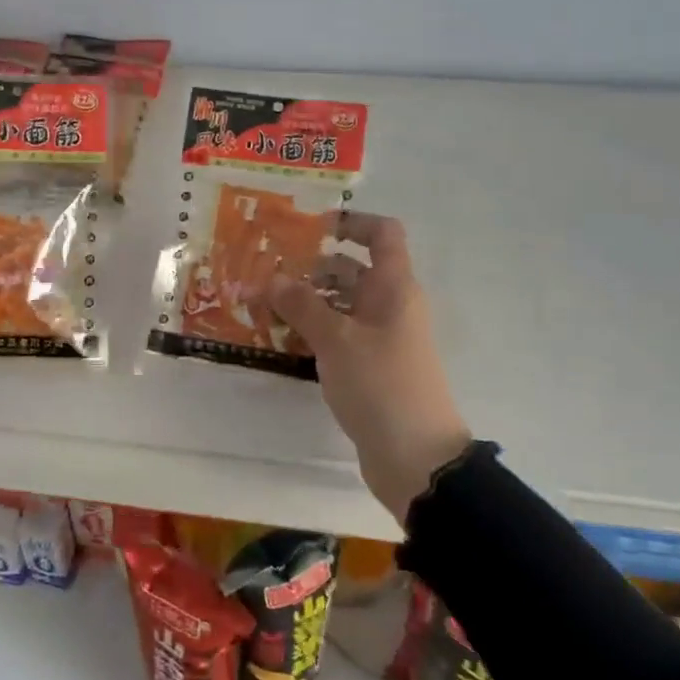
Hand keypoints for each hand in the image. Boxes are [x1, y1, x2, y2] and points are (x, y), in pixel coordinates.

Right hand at [270, 214, 471, 524]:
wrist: (417, 458)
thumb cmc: (381, 384)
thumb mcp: (336, 339)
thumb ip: (301, 304)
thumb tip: (271, 277)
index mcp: (394, 287)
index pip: (383, 234)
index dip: (351, 221)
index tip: (310, 227)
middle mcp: (390, 305)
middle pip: (352, 268)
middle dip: (311, 265)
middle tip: (265, 268)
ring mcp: (381, 337)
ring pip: (341, 303)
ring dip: (307, 299)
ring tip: (262, 302)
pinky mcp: (370, 366)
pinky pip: (339, 333)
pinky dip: (313, 329)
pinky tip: (280, 337)